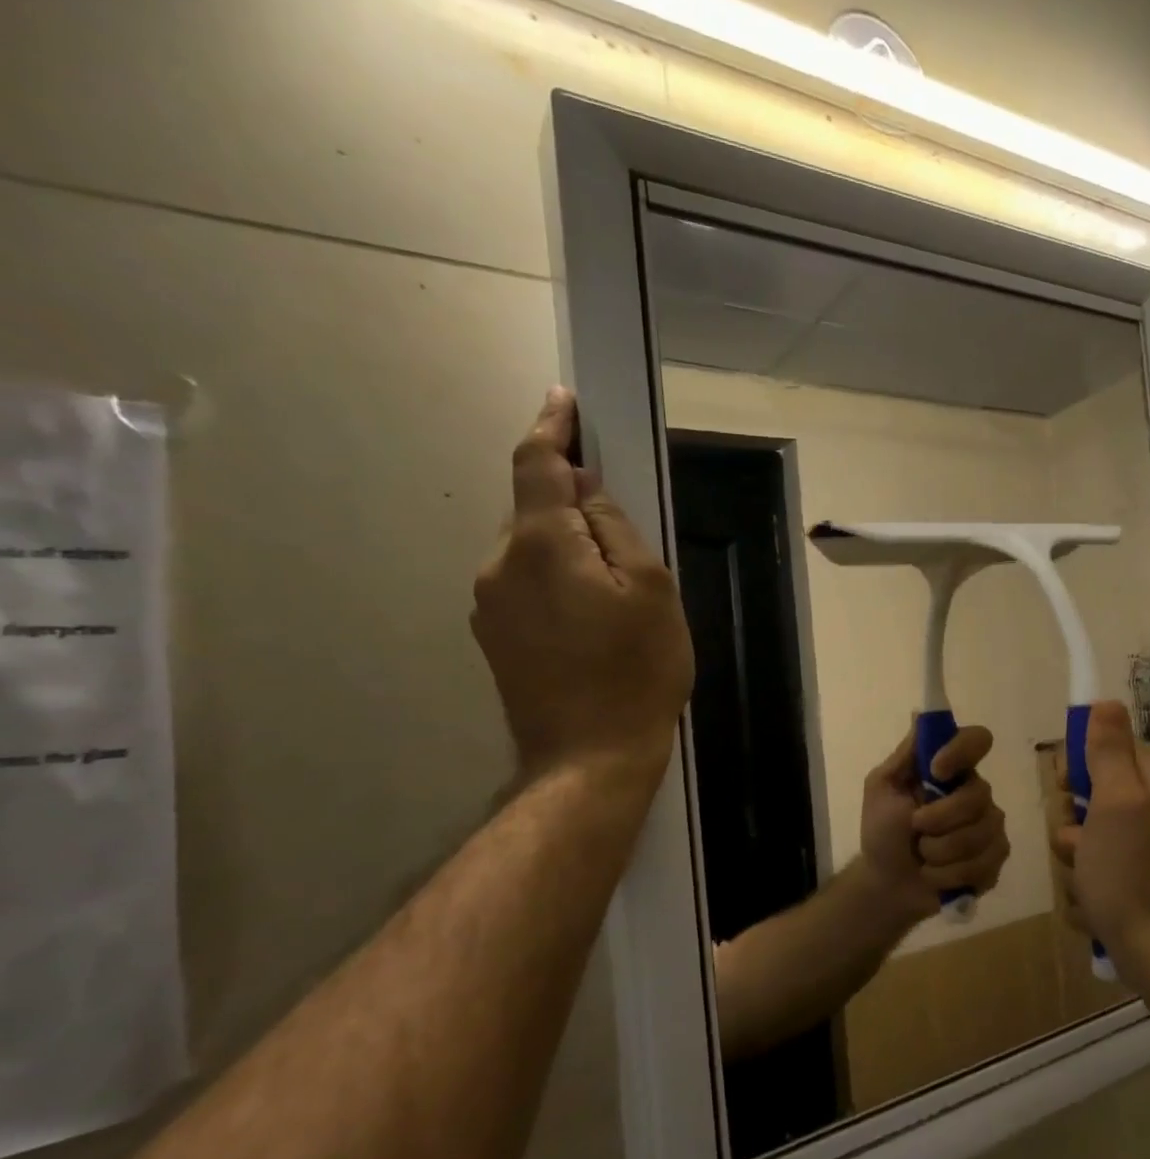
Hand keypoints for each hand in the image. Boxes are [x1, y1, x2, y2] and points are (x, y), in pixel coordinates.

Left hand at [471, 388, 693, 790]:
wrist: (589, 757)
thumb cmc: (637, 670)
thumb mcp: (651, 589)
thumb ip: (615, 528)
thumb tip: (584, 492)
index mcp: (540, 545)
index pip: (536, 465)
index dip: (551, 428)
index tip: (563, 401)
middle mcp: (500, 564)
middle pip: (534, 510)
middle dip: (571, 503)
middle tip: (624, 534)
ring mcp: (489, 604)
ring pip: (531, 550)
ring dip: (567, 549)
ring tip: (616, 592)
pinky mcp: (493, 636)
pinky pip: (526, 584)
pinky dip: (556, 580)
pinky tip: (592, 619)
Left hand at [859, 725, 1009, 924]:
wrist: (887, 883)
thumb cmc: (882, 831)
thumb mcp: (881, 788)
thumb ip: (905, 755)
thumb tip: (922, 715)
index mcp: (952, 770)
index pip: (977, 740)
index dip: (962, 751)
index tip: (936, 770)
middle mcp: (977, 793)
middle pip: (979, 795)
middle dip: (940, 819)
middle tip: (915, 830)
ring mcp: (990, 827)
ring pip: (982, 833)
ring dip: (941, 852)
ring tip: (923, 858)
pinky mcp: (995, 860)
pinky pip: (986, 863)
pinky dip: (951, 875)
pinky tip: (937, 876)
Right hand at [1050, 701, 1149, 972]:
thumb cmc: (1129, 869)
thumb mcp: (1116, 801)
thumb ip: (1108, 752)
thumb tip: (1107, 701)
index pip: (1104, 745)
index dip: (1078, 763)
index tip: (1067, 785)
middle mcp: (1147, 806)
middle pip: (1088, 789)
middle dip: (1070, 816)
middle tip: (1078, 838)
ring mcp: (1137, 844)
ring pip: (1081, 830)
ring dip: (1072, 852)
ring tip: (1084, 874)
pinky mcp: (1125, 876)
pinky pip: (1087, 864)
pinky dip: (1082, 880)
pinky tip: (1090, 899)